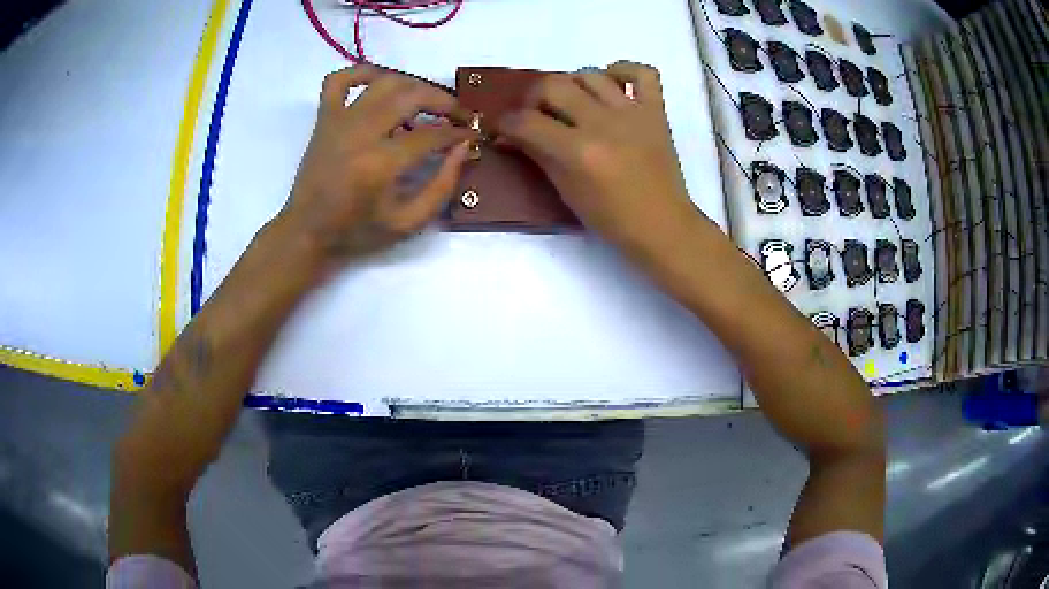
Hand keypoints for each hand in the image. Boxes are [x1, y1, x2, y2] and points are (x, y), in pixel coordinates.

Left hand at [278, 65, 472, 272]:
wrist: (307, 232)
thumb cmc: (357, 232)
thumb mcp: (408, 223)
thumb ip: (442, 186)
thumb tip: (462, 148)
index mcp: (381, 164)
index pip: (432, 134)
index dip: (459, 132)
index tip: (471, 135)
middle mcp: (361, 133)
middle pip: (412, 96)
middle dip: (444, 101)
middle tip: (458, 114)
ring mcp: (339, 121)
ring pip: (384, 82)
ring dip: (413, 85)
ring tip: (426, 100)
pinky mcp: (324, 118)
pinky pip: (340, 79)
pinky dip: (361, 73)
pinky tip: (380, 82)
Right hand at [496, 61, 699, 255]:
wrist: (662, 225)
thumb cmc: (611, 218)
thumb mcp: (566, 191)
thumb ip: (538, 156)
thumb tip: (509, 136)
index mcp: (577, 151)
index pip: (526, 122)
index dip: (505, 123)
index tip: (503, 128)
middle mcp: (602, 123)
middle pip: (553, 85)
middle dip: (533, 97)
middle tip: (536, 114)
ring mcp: (632, 112)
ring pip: (590, 74)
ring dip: (572, 83)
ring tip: (572, 102)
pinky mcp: (656, 110)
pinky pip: (642, 73)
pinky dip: (624, 71)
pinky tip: (612, 84)